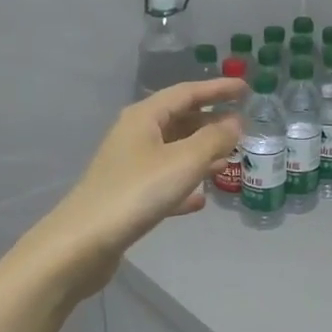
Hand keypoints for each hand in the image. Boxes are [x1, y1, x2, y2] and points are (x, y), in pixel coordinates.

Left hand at [32, 78, 245, 295]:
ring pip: (173, 151)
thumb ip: (214, 139)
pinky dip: (184, 184)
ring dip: (201, 152)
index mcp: (144, 117)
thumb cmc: (137, 192)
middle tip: (243, 126)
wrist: (84, 243)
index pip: (187, 92)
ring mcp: (129, 166)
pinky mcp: (128, 195)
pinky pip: (164, 181)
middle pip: (179, 119)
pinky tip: (201, 199)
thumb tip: (235, 122)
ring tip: (229, 158)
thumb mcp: (184, 161)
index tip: (246, 88)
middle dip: (211, 121)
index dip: (217, 89)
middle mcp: (135, 135)